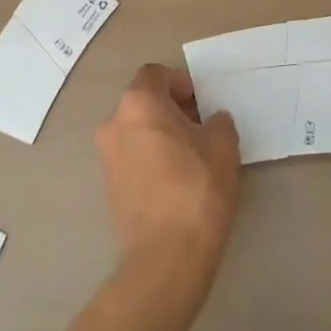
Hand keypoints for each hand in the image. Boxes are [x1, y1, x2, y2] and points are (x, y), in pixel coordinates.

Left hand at [96, 64, 241, 282]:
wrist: (166, 256)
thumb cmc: (196, 188)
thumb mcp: (223, 146)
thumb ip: (218, 123)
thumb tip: (212, 121)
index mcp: (138, 104)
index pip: (155, 74)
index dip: (180, 81)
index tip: (201, 101)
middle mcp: (114, 124)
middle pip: (142, 102)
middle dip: (171, 109)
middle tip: (201, 127)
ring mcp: (106, 158)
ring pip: (136, 132)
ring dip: (160, 134)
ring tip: (191, 156)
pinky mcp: (109, 188)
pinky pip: (132, 158)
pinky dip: (151, 159)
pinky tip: (176, 180)